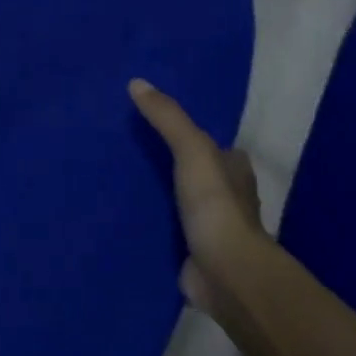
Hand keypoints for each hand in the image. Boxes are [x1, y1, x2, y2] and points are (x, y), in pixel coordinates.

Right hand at [129, 78, 281, 332]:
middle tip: (131, 151)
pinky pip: (168, 233)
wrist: (224, 272)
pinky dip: (152, 226)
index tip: (159, 127)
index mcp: (234, 171)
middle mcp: (227, 199)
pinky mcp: (194, 255)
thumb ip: (167, 118)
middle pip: (198, 175)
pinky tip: (125, 218)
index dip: (194, 137)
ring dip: (161, 197)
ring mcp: (211, 230)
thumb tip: (136, 83)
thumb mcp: (192, 150)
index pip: (216, 147)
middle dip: (174, 167)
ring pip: (182, 205)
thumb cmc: (215, 206)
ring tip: (120, 182)